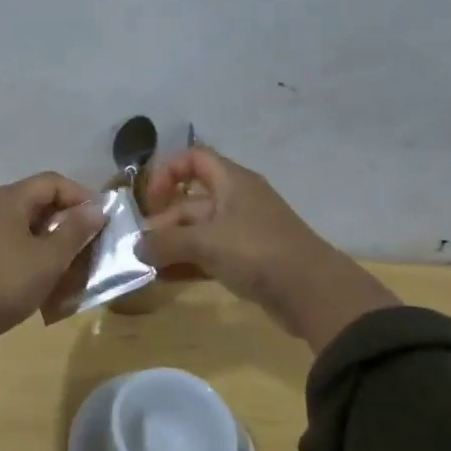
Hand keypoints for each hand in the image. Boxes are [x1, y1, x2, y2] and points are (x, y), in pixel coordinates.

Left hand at [0, 171, 106, 344]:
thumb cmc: (6, 283)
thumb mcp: (50, 259)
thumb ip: (76, 230)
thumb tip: (95, 209)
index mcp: (8, 198)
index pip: (52, 182)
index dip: (80, 195)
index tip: (100, 219)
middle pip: (34, 199)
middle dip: (64, 217)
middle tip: (86, 240)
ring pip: (19, 220)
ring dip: (46, 234)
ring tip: (66, 258)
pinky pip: (5, 237)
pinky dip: (26, 246)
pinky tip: (36, 271)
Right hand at [139, 147, 397, 352]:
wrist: (313, 292)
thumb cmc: (257, 251)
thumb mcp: (206, 243)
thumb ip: (167, 243)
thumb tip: (137, 247)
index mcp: (232, 181)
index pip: (194, 158)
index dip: (167, 172)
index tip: (150, 200)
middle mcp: (237, 199)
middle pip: (191, 199)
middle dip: (165, 220)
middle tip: (141, 245)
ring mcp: (243, 230)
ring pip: (199, 229)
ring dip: (173, 243)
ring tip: (147, 263)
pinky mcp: (249, 258)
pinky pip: (211, 253)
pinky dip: (189, 261)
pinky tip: (167, 277)